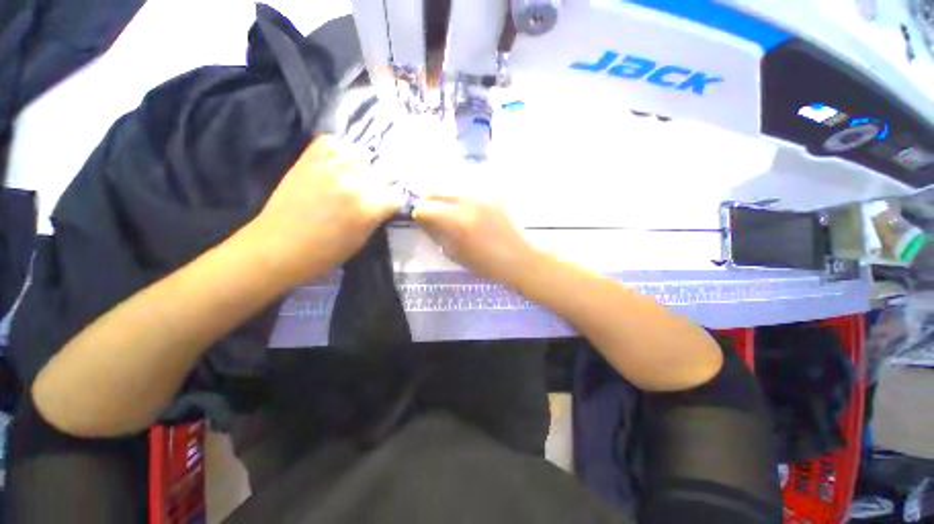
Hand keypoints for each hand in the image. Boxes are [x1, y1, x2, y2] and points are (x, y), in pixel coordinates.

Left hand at [246, 135, 402, 285]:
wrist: (277, 248)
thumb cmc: (323, 254)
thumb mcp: (361, 242)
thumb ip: (376, 218)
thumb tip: (384, 203)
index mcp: (368, 209)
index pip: (397, 194)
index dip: (394, 201)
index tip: (388, 205)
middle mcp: (353, 183)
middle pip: (384, 172)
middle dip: (383, 184)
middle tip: (373, 193)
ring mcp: (329, 167)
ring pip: (362, 153)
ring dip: (363, 167)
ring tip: (356, 177)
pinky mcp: (308, 160)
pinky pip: (332, 142)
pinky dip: (339, 150)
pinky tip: (338, 164)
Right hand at [414, 193, 536, 286]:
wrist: (520, 258)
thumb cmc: (487, 264)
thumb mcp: (456, 254)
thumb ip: (436, 234)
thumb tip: (422, 220)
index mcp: (458, 221)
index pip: (425, 208)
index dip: (419, 214)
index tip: (420, 221)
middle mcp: (469, 200)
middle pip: (436, 189)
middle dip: (429, 200)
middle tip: (431, 212)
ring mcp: (484, 193)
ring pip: (452, 184)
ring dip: (444, 195)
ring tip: (448, 208)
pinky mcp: (494, 191)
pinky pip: (469, 186)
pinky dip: (461, 194)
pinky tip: (466, 206)